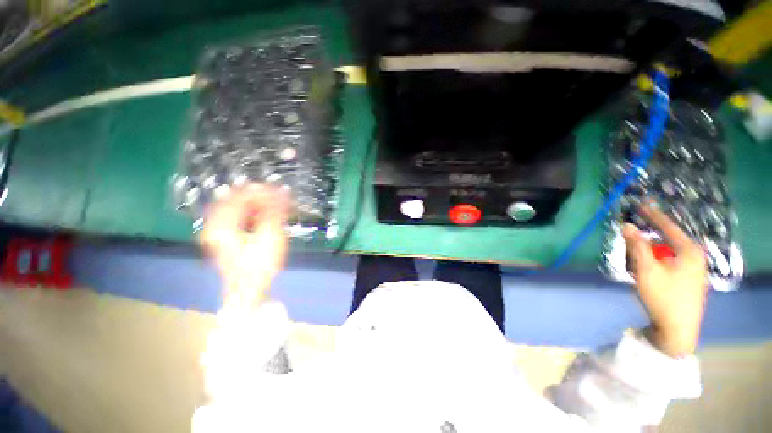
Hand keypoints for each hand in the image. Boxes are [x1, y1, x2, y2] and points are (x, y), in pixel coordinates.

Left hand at [200, 184, 289, 307]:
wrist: (249, 292)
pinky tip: (267, 215)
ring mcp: (219, 232)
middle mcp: (216, 225)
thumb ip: (275, 211)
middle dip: (260, 196)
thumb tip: (282, 191)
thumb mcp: (270, 237)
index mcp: (222, 225)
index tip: (279, 190)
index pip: (239, 196)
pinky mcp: (227, 237)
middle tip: (279, 196)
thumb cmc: (259, 265)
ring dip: (258, 204)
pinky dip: (254, 213)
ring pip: (238, 208)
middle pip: (236, 200)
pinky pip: (239, 217)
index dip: (260, 190)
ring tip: (277, 204)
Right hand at [622, 203, 707, 357]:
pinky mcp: (688, 280)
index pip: (668, 226)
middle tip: (630, 252)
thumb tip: (626, 225)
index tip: (641, 204)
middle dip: (645, 244)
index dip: (652, 215)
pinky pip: (668, 264)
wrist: (677, 331)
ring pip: (665, 254)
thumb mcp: (646, 270)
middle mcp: (694, 257)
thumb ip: (637, 245)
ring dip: (648, 257)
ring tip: (635, 269)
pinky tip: (646, 276)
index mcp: (689, 251)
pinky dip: (654, 265)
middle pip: (665, 241)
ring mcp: (693, 270)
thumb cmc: (663, 297)